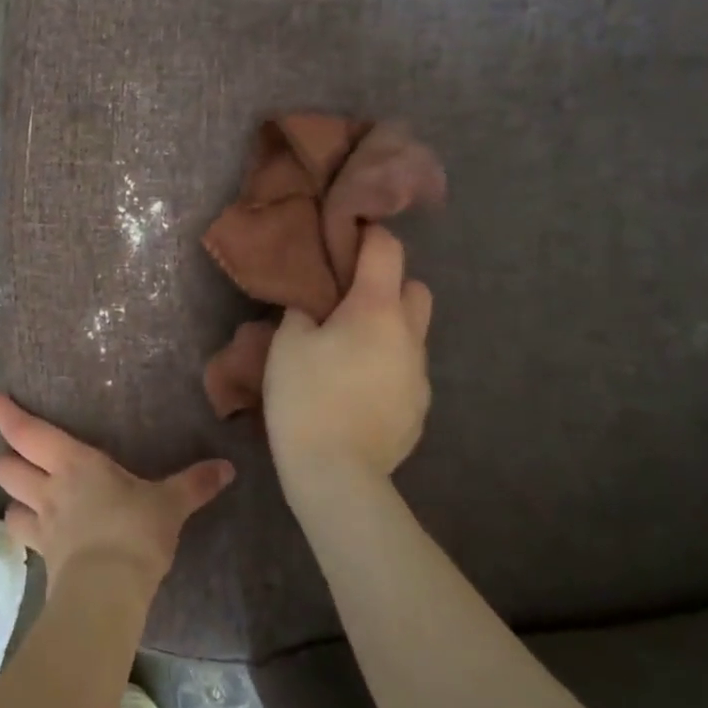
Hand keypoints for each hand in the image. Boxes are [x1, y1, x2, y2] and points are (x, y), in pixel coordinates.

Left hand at [0, 394, 233, 599]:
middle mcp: (49, 488)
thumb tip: (227, 468)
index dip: (8, 415)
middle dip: (7, 457)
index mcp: (74, 463)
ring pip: (7, 502)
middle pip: (5, 466)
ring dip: (13, 496)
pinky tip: (39, 532)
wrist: (109, 591)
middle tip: (21, 455)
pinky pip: (22, 536)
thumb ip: (194, 484)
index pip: (28, 432)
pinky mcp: (43, 556)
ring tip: (27, 494)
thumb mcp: (169, 504)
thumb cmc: (135, 532)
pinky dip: (25, 529)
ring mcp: (42, 524)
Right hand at [262, 225, 432, 512]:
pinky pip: (406, 370)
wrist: (336, 472)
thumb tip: (314, 305)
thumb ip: (303, 311)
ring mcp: (420, 375)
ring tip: (347, 351)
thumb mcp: (286, 344)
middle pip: (415, 288)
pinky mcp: (420, 408)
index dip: (368, 235)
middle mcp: (409, 335)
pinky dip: (386, 366)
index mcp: (376, 310)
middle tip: (348, 302)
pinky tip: (356, 389)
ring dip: (387, 329)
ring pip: (411, 333)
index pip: (387, 250)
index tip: (345, 238)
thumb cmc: (305, 397)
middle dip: (387, 285)